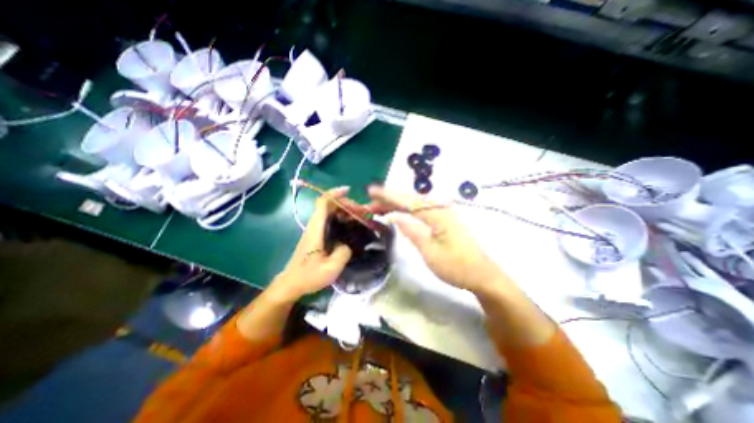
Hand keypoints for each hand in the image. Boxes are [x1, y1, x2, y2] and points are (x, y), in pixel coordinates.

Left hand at [272, 185, 354, 299]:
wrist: (291, 284)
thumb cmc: (308, 276)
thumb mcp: (330, 269)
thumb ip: (343, 253)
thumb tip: (348, 243)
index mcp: (316, 230)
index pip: (323, 203)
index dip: (335, 193)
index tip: (349, 191)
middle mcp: (314, 226)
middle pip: (328, 205)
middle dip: (346, 203)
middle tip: (361, 211)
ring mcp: (315, 230)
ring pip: (330, 212)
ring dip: (344, 210)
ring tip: (359, 217)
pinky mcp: (317, 236)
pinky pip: (330, 220)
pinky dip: (341, 218)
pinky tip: (351, 225)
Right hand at [367, 186, 499, 292]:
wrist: (481, 274)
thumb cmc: (456, 266)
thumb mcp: (430, 252)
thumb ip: (411, 231)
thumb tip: (394, 217)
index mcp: (438, 215)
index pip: (408, 202)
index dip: (389, 196)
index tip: (372, 191)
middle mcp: (441, 208)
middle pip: (411, 199)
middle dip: (390, 199)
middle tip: (371, 200)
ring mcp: (443, 213)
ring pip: (416, 204)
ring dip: (397, 204)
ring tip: (379, 206)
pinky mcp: (444, 220)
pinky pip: (422, 210)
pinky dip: (408, 210)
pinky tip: (399, 212)